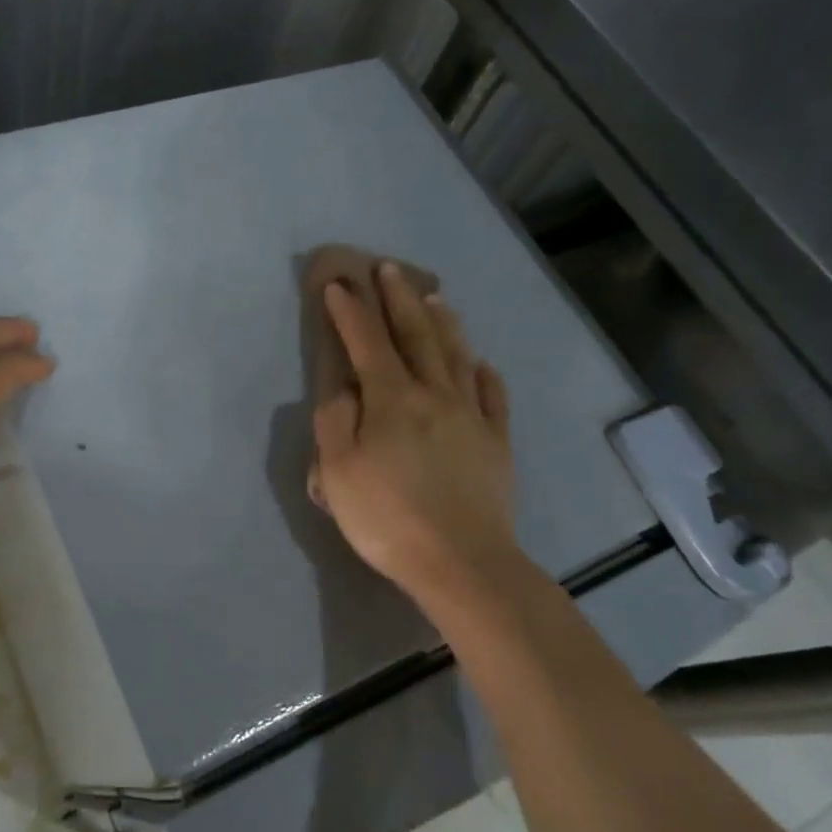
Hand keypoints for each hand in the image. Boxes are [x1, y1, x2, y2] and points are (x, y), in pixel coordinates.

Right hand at [312, 262, 520, 621]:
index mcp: (392, 399)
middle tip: (389, 270)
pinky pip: (493, 396)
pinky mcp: (496, 442)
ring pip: (456, 356)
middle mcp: (434, 395)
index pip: (366, 342)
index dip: (351, 312)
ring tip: (436, 297)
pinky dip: (484, 374)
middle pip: (417, 336)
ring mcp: (471, 416)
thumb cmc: (387, 517)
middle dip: (399, 299)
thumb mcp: (338, 472)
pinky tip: (481, 363)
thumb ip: (334, 421)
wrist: (462, 562)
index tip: (339, 284)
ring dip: (443, 322)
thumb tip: (343, 387)